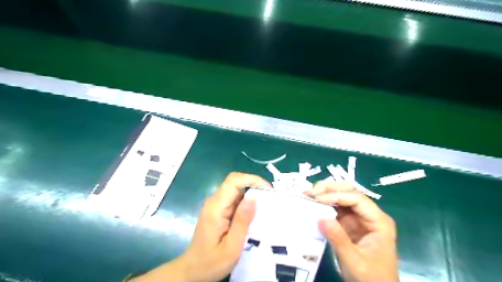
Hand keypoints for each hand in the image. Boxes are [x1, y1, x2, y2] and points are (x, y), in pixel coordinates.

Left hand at [129, 172, 269, 281]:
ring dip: (251, 193)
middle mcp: (214, 201)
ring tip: (265, 205)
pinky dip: (246, 202)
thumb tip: (254, 197)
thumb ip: (242, 221)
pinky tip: (254, 213)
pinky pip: (234, 199)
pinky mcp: (218, 210)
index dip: (252, 179)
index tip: (267, 189)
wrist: (192, 271)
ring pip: (236, 189)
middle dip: (254, 185)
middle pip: (235, 182)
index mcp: (216, 207)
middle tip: (270, 198)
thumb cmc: (211, 262)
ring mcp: (215, 205)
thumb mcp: (232, 246)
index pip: (233, 181)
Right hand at [304, 181, 397, 281]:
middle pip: (350, 193)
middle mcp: (369, 215)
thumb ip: (338, 239)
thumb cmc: (371, 278)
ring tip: (309, 194)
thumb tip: (320, 217)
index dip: (336, 195)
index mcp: (378, 221)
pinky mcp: (349, 223)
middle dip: (330, 189)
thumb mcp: (354, 261)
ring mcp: (359, 218)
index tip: (317, 199)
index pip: (357, 199)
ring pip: (342, 197)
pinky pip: (336, 209)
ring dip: (325, 193)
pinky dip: (324, 204)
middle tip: (311, 191)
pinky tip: (313, 203)